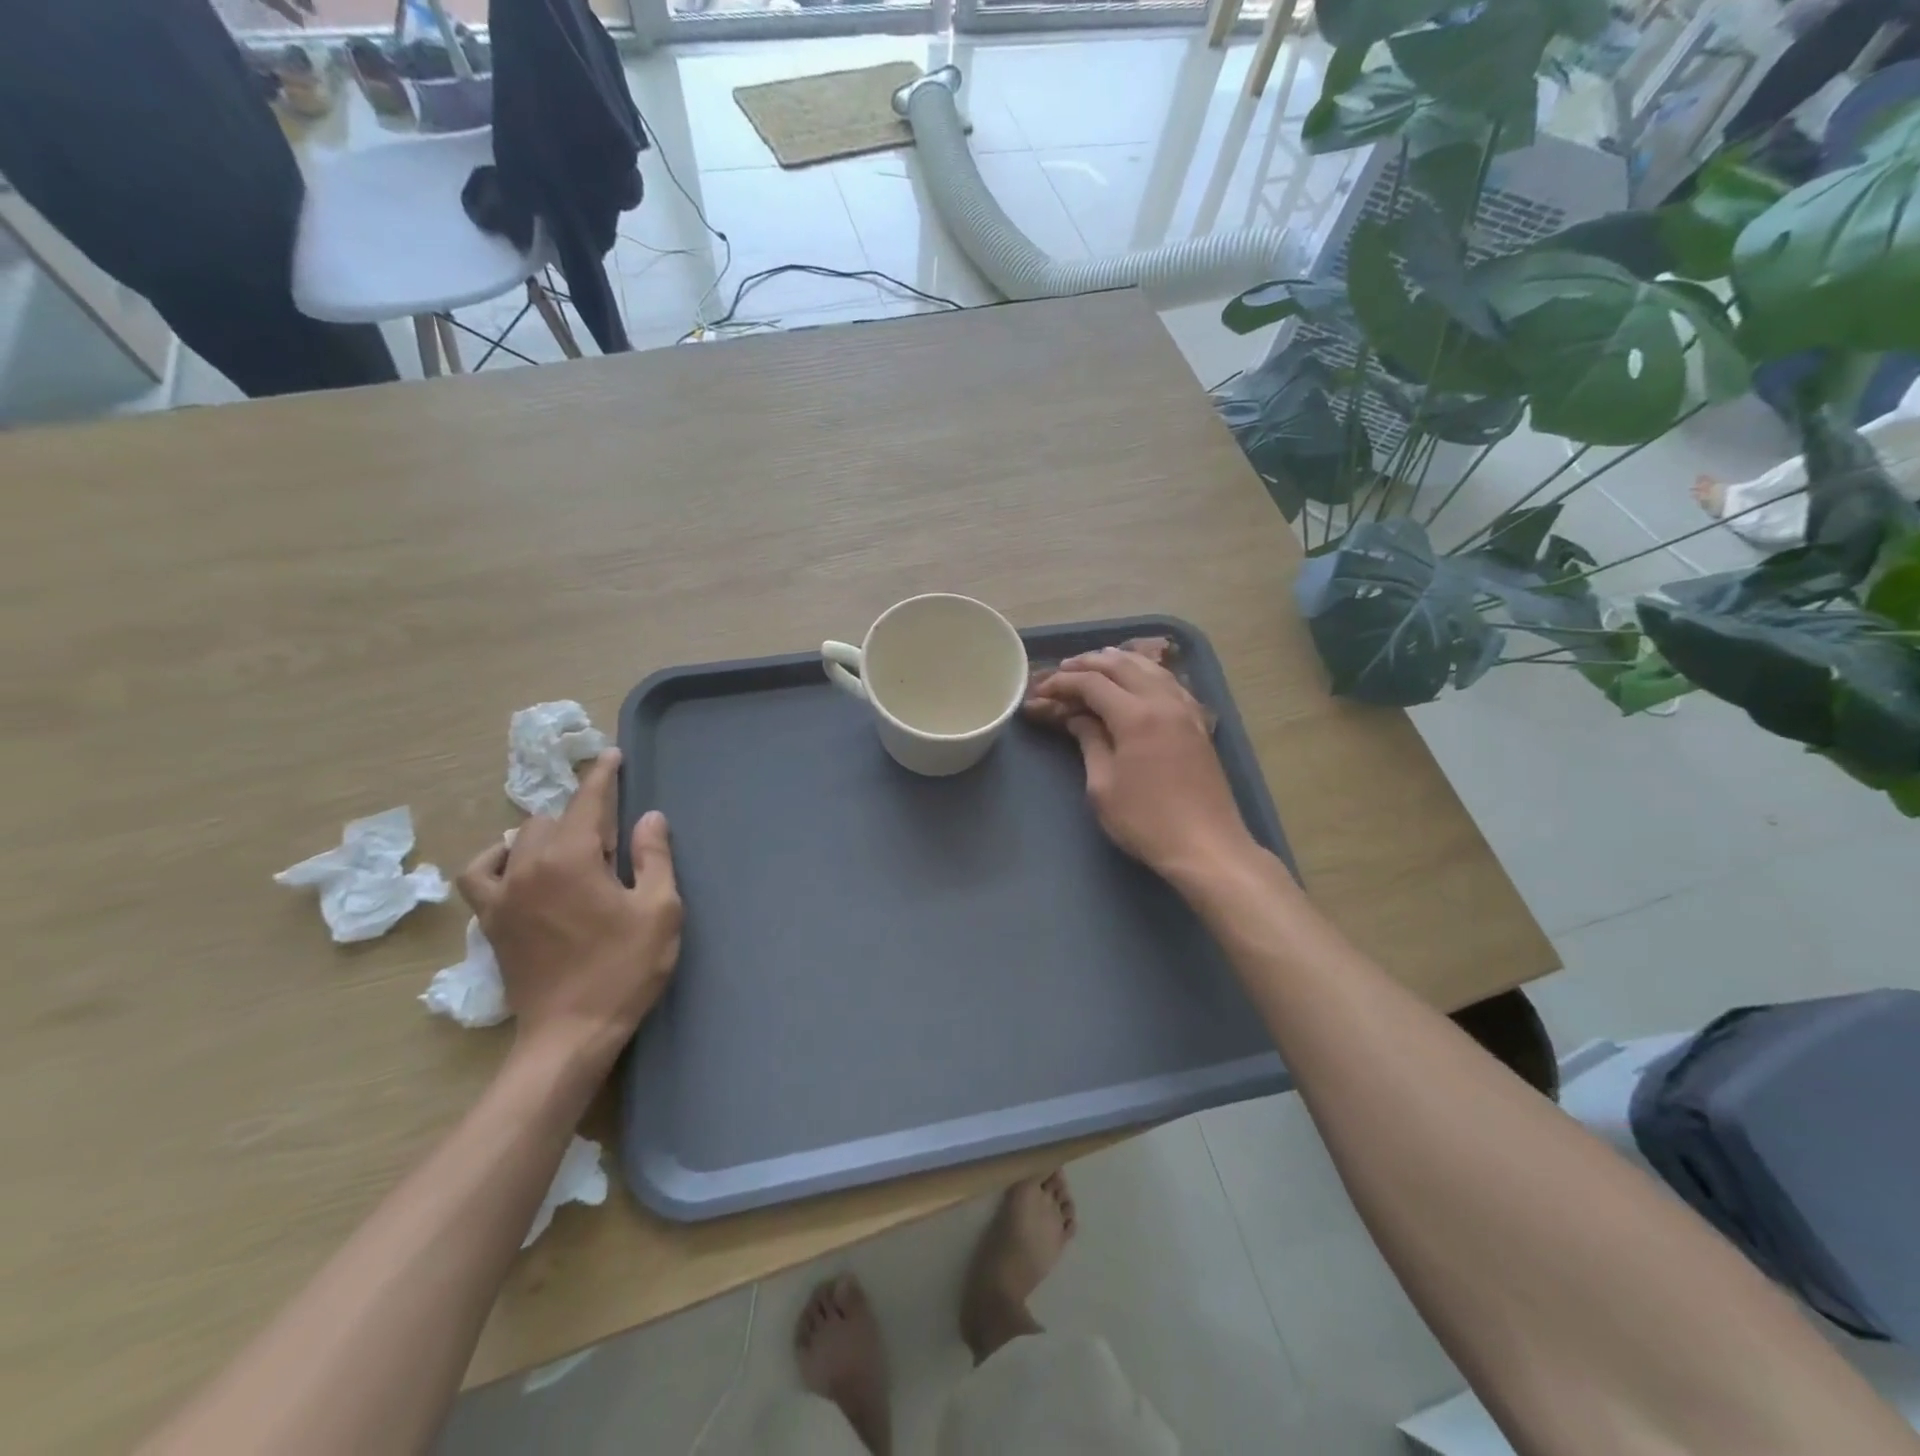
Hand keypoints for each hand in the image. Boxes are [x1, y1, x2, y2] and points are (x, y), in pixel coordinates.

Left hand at [457, 751, 681, 1067]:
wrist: (571, 1032)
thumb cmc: (624, 969)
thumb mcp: (659, 910)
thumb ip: (654, 857)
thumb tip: (649, 817)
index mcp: (572, 858)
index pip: (587, 801)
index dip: (602, 775)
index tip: (612, 755)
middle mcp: (529, 867)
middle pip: (552, 818)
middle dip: (583, 814)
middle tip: (614, 838)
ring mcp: (502, 895)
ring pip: (517, 840)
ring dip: (546, 833)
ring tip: (572, 848)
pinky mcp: (490, 921)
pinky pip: (481, 874)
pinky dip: (497, 860)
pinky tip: (515, 866)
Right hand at [1028, 647, 1256, 879]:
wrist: (1206, 846)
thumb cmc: (1145, 821)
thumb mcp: (1103, 786)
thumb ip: (1090, 742)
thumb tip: (1077, 718)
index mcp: (1135, 716)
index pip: (1092, 683)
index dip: (1063, 682)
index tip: (1041, 690)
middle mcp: (1163, 702)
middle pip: (1122, 665)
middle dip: (1089, 663)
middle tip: (1063, 670)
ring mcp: (1186, 710)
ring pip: (1150, 668)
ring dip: (1120, 662)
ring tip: (1096, 664)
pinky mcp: (1198, 723)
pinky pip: (1169, 683)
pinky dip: (1146, 674)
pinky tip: (1137, 680)